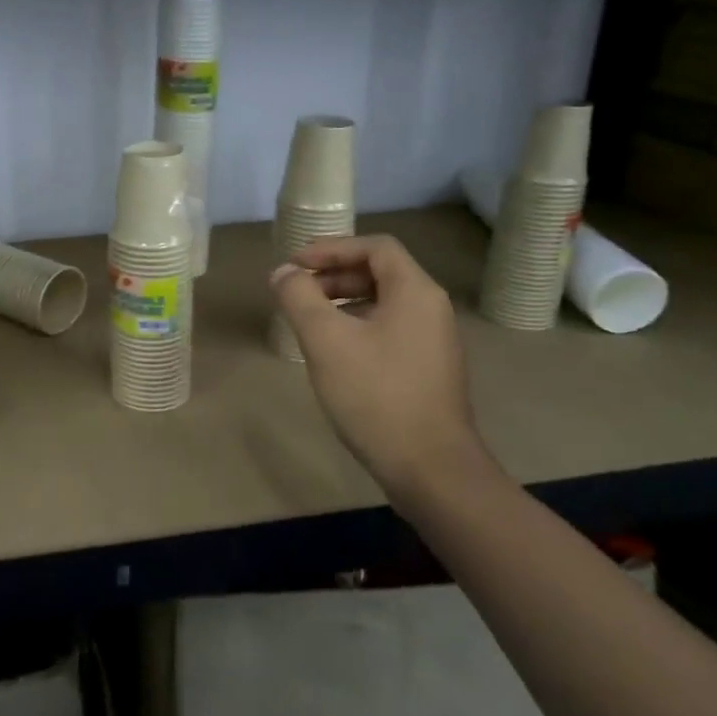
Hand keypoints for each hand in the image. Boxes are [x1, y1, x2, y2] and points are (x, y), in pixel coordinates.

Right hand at [270, 235, 486, 512]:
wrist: (430, 468)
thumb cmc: (376, 395)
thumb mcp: (326, 341)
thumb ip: (300, 298)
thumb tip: (283, 272)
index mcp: (415, 292)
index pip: (375, 247)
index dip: (331, 248)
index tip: (294, 264)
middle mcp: (431, 308)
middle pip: (380, 273)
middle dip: (333, 276)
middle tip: (296, 291)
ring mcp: (433, 341)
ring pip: (383, 303)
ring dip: (343, 302)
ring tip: (308, 320)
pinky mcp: (427, 369)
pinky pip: (389, 330)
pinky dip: (357, 326)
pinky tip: (333, 352)